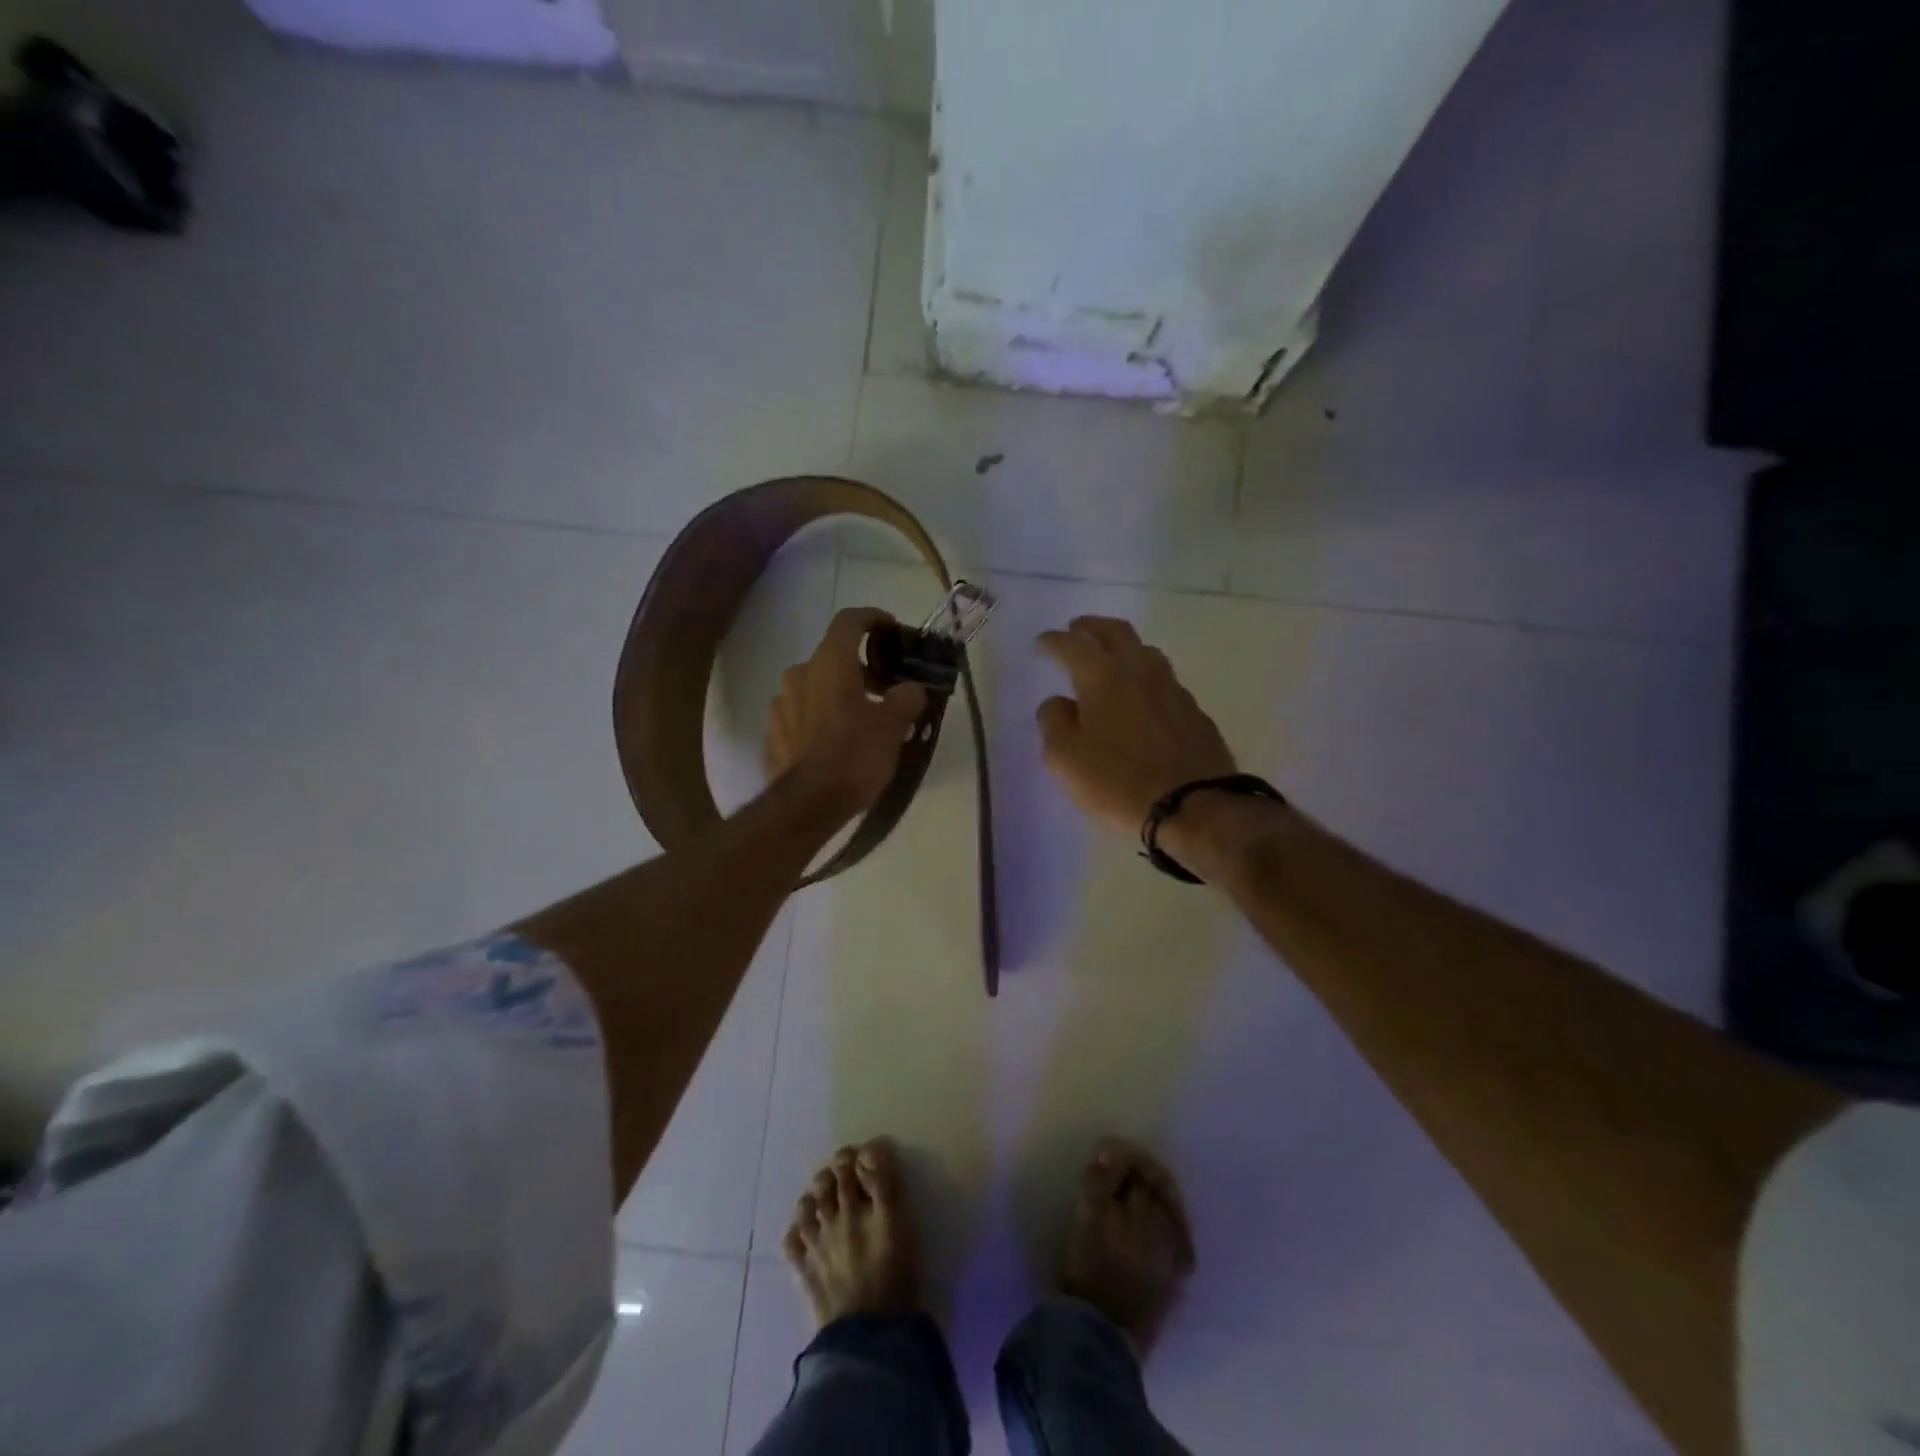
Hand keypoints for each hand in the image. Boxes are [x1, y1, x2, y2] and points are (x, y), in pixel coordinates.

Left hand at [767, 607, 927, 819]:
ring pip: (816, 687)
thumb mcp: (894, 725)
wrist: (807, 805)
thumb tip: (912, 689)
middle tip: (886, 690)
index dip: (873, 618)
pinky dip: (821, 719)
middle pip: (833, 657)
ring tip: (863, 721)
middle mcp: (799, 674)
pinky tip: (837, 743)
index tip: (891, 628)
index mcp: (829, 663)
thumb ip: (907, 698)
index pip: (850, 620)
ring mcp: (780, 704)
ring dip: (839, 695)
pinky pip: (802, 715)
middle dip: (861, 668)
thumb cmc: (854, 755)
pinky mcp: (773, 733)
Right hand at [1036, 616, 1236, 835]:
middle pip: (1116, 632)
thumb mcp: (1065, 758)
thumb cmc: (1118, 782)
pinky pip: (1164, 681)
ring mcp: (1173, 689)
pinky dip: (1145, 677)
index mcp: (1103, 677)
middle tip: (1076, 629)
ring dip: (1123, 646)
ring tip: (1110, 657)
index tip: (1041, 643)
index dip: (1053, 641)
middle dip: (1092, 627)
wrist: (1194, 806)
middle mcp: (1140, 671)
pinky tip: (1141, 695)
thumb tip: (1059, 703)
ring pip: (1145, 651)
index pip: (1072, 646)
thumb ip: (1054, 722)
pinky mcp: (1194, 712)